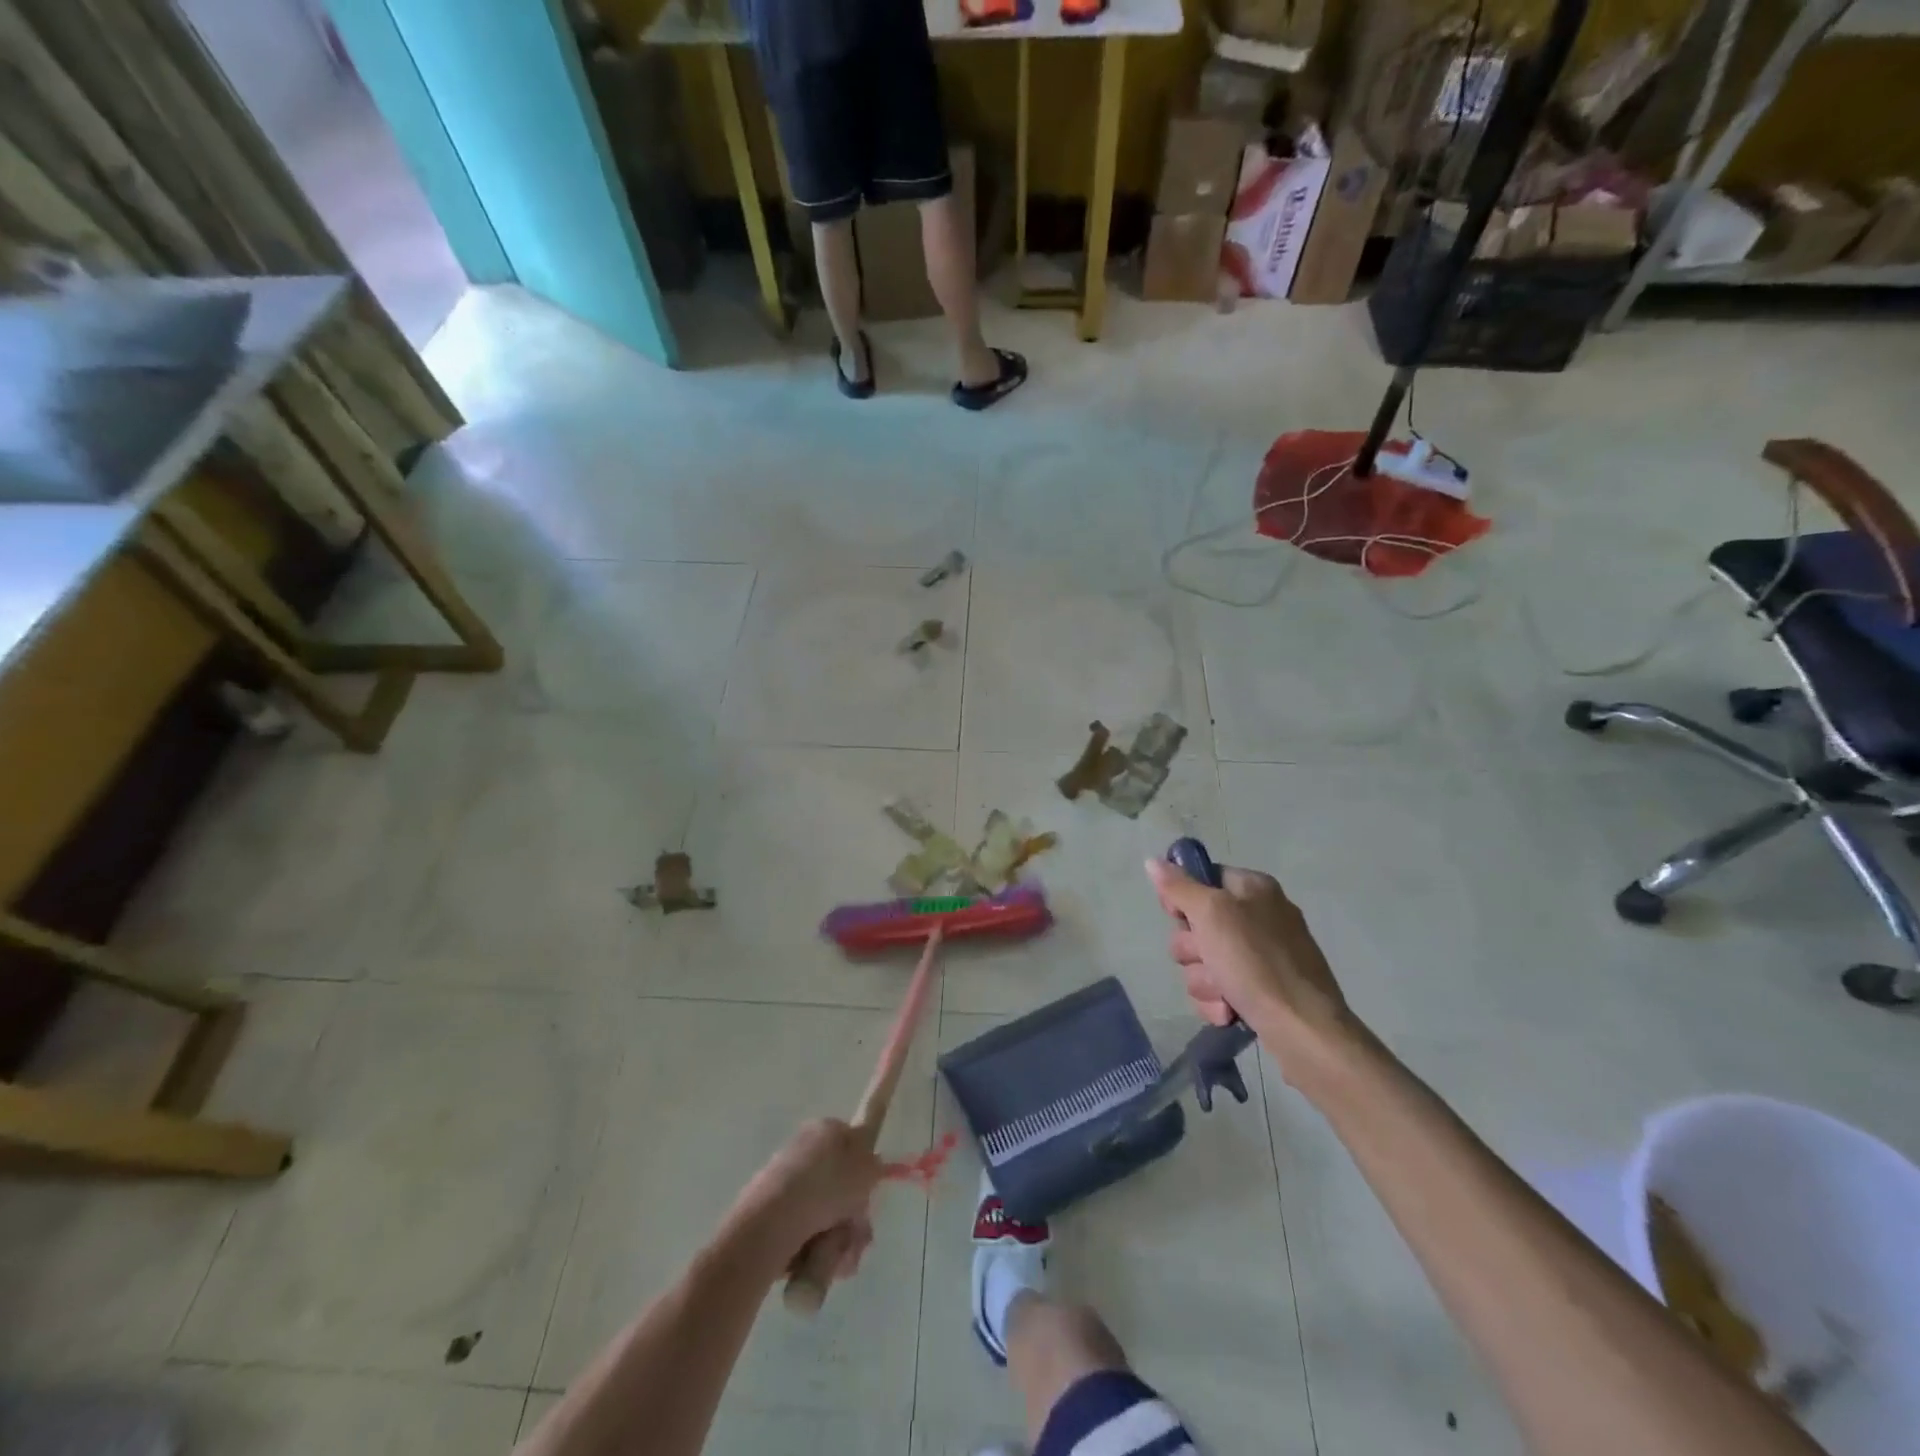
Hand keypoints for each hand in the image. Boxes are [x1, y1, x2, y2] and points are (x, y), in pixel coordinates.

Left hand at [730, 1120, 883, 1280]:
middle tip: (857, 1235)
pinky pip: (806, 1235)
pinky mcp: (772, 1217)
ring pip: (827, 1217)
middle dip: (854, 1218)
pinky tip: (818, 1263)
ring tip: (837, 1255)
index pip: (853, 1145)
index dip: (865, 1172)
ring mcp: (786, 1185)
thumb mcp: (866, 1168)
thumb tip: (872, 1165)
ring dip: (840, 1240)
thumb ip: (874, 1165)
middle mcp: (805, 1151)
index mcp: (825, 1130)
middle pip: (842, 1188)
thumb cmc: (826, 1187)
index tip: (868, 1195)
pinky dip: (816, 1252)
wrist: (771, 1223)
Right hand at [1145, 858, 1355, 1066]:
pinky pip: (1218, 989)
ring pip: (1202, 961)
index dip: (1183, 900)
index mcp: (1252, 888)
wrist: (1304, 1030)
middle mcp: (1258, 916)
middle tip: (1208, 959)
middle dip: (1193, 950)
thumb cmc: (1256, 963)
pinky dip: (1217, 1001)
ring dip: (1204, 981)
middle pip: (1195, 924)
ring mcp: (1260, 956)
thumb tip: (1152, 861)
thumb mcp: (1212, 914)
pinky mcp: (1260, 990)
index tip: (1179, 917)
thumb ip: (1179, 887)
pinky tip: (1229, 1012)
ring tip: (1224, 993)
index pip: (1201, 878)